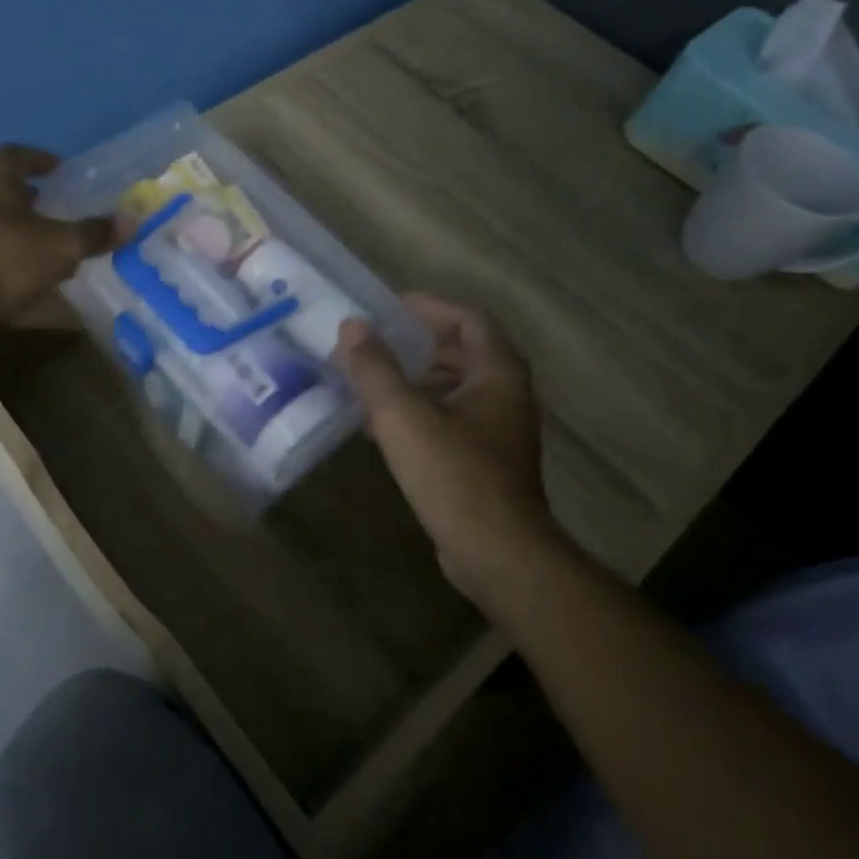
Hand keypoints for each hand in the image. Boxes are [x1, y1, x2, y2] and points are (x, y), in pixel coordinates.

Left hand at [0, 145, 118, 335]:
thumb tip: (132, 221)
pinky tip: (17, 278)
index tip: (60, 171)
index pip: (22, 155)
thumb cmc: (0, 256)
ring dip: (15, 231)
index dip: (43, 161)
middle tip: (56, 212)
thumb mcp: (58, 246)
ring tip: (42, 249)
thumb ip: (93, 234)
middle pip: (3, 187)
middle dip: (31, 200)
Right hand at [335, 294, 548, 605]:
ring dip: (416, 380)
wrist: (497, 553)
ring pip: (456, 389)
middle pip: (463, 353)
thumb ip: (375, 368)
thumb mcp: (403, 415)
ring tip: (372, 380)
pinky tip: (383, 428)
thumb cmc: (454, 474)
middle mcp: (507, 396)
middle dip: (418, 344)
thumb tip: (351, 327)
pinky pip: (451, 421)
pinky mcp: (487, 463)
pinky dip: (420, 412)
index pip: (469, 320)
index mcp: (498, 373)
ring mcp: (500, 432)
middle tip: (376, 342)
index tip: (392, 306)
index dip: (431, 308)